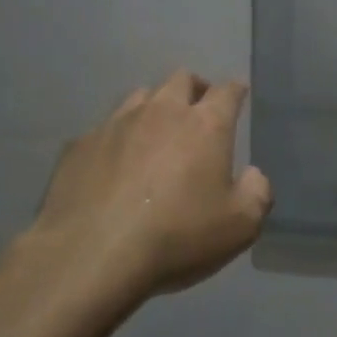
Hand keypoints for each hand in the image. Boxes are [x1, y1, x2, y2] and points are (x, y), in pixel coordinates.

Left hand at [36, 71, 271, 296]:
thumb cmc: (176, 237)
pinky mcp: (79, 145)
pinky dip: (117, 140)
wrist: (91, 256)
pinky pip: (104, 130)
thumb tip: (252, 175)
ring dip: (154, 108)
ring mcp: (115, 124)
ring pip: (140, 97)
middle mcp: (161, 112)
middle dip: (195, 89)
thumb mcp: (240, 226)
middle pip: (181, 80)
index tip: (238, 96)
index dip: (236, 91)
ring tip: (155, 134)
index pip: (227, 90)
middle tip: (198, 112)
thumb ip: (257, 192)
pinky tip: (113, 166)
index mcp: (205, 125)